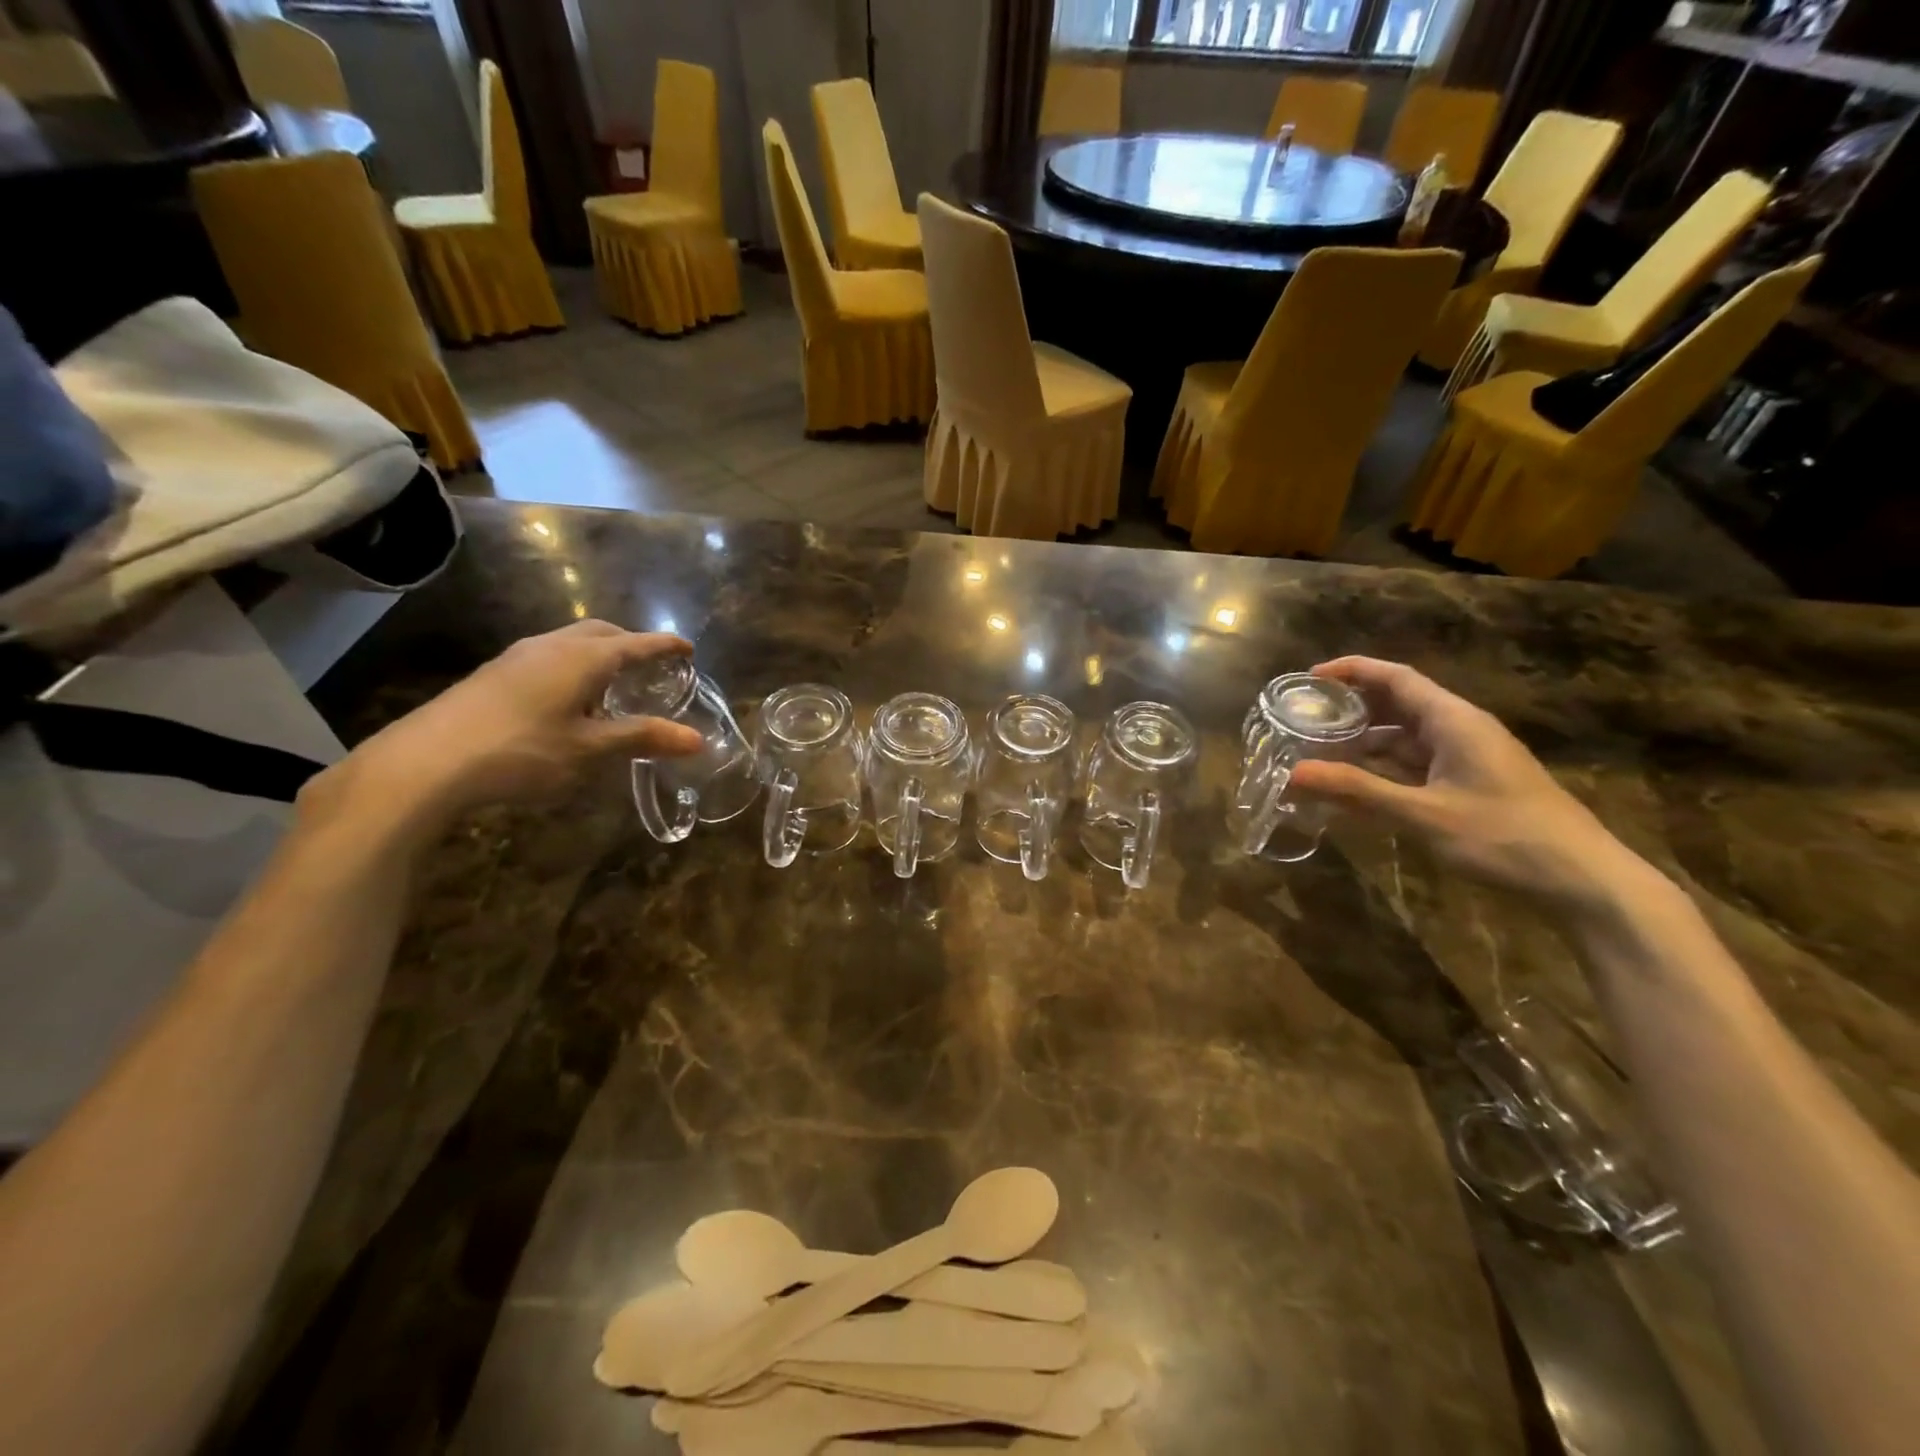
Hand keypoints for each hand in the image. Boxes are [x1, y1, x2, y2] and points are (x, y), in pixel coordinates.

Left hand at [303, 621, 703, 833]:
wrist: (425, 762)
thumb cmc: (523, 751)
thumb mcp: (591, 749)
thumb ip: (643, 738)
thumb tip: (697, 739)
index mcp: (584, 657)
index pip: (636, 643)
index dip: (664, 646)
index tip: (688, 648)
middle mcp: (551, 646)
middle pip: (601, 632)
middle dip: (630, 643)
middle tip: (651, 664)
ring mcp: (517, 658)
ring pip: (570, 643)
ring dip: (599, 654)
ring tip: (613, 682)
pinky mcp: (494, 676)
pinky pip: (548, 658)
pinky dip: (573, 667)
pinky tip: (568, 700)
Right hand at [1288, 656, 1638, 909]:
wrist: (1582, 881)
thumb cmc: (1505, 837)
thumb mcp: (1423, 814)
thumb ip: (1357, 790)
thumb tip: (1294, 773)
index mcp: (1453, 721)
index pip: (1396, 678)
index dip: (1352, 671)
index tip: (1308, 678)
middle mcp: (1459, 730)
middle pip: (1397, 704)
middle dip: (1350, 708)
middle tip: (1303, 718)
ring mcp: (1466, 758)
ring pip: (1404, 738)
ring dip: (1363, 742)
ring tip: (1317, 752)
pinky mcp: (1469, 785)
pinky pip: (1415, 766)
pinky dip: (1382, 770)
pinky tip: (1354, 788)